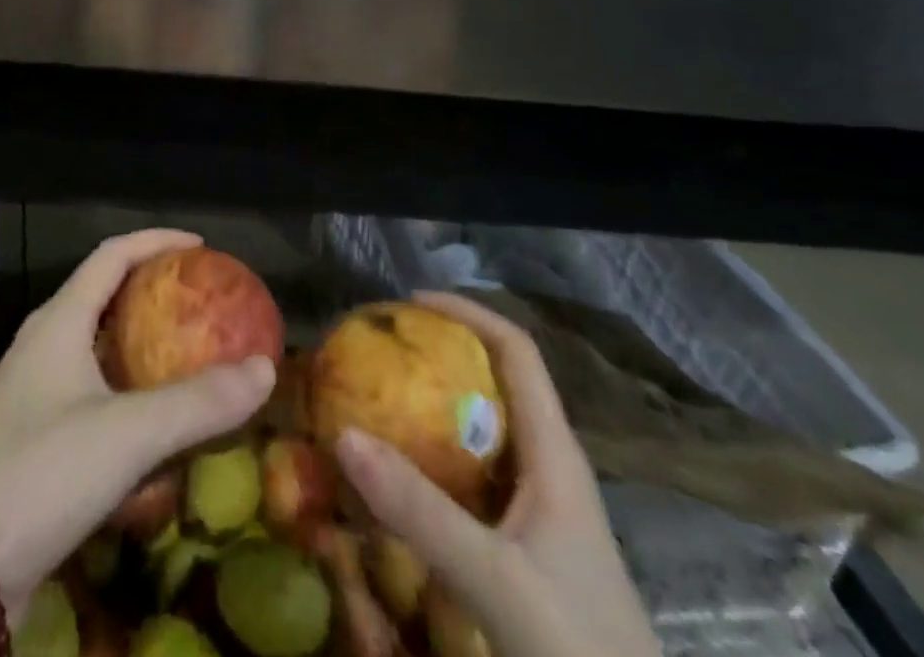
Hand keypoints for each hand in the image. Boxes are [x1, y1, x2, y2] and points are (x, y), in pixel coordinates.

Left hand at [0, 229, 276, 612]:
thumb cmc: (39, 474)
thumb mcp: (127, 434)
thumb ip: (198, 402)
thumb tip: (265, 368)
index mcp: (59, 321)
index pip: (112, 255)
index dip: (157, 241)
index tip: (202, 247)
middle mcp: (45, 345)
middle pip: (105, 296)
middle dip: (155, 291)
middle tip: (203, 302)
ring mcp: (37, 394)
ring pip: (99, 348)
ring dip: (144, 345)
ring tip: (190, 354)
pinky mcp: (36, 440)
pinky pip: (93, 395)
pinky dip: (131, 393)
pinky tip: (158, 423)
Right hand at [333, 292, 660, 656]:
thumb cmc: (579, 649)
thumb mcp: (496, 581)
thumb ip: (420, 512)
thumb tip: (343, 435)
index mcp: (555, 453)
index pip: (516, 351)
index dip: (467, 312)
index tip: (409, 302)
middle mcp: (549, 468)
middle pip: (496, 384)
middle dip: (439, 357)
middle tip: (380, 352)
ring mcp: (539, 511)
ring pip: (483, 434)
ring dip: (433, 409)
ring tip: (377, 401)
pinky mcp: (526, 549)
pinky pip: (473, 480)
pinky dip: (434, 462)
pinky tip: (399, 479)